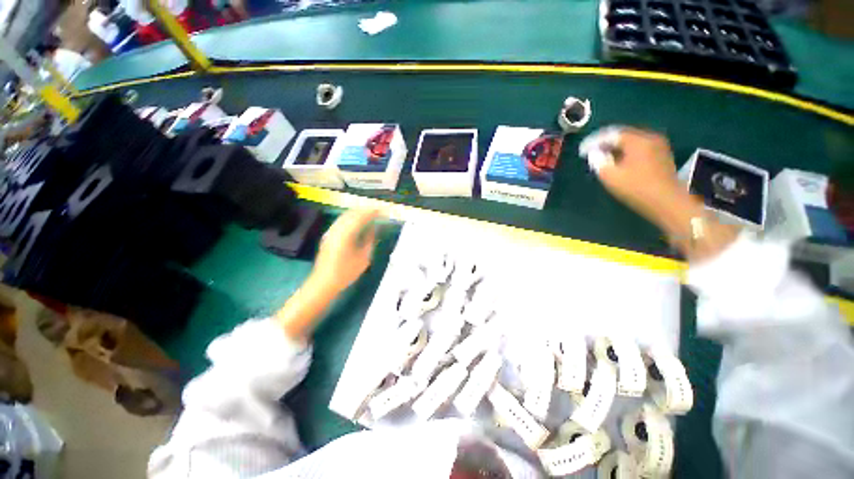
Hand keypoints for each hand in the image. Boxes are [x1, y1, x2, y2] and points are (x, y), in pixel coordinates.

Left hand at [309, 209, 379, 293]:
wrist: (323, 283)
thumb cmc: (346, 272)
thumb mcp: (364, 258)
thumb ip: (370, 240)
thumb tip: (375, 228)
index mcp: (346, 233)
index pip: (361, 217)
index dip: (372, 212)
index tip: (382, 211)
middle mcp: (337, 229)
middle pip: (351, 213)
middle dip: (365, 210)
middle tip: (377, 211)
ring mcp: (330, 232)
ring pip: (345, 216)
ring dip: (357, 213)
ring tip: (369, 214)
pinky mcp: (328, 236)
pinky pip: (341, 221)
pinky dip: (351, 218)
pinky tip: (357, 222)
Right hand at [595, 129, 683, 221]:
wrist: (667, 202)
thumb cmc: (636, 188)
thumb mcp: (610, 176)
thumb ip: (598, 161)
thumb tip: (594, 153)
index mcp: (637, 140)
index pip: (611, 134)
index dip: (594, 141)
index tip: (582, 150)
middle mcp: (650, 137)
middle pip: (623, 135)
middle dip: (605, 142)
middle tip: (590, 152)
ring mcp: (658, 145)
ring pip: (631, 141)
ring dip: (615, 147)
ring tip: (602, 156)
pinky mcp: (661, 155)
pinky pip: (639, 147)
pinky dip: (625, 151)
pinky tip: (618, 160)